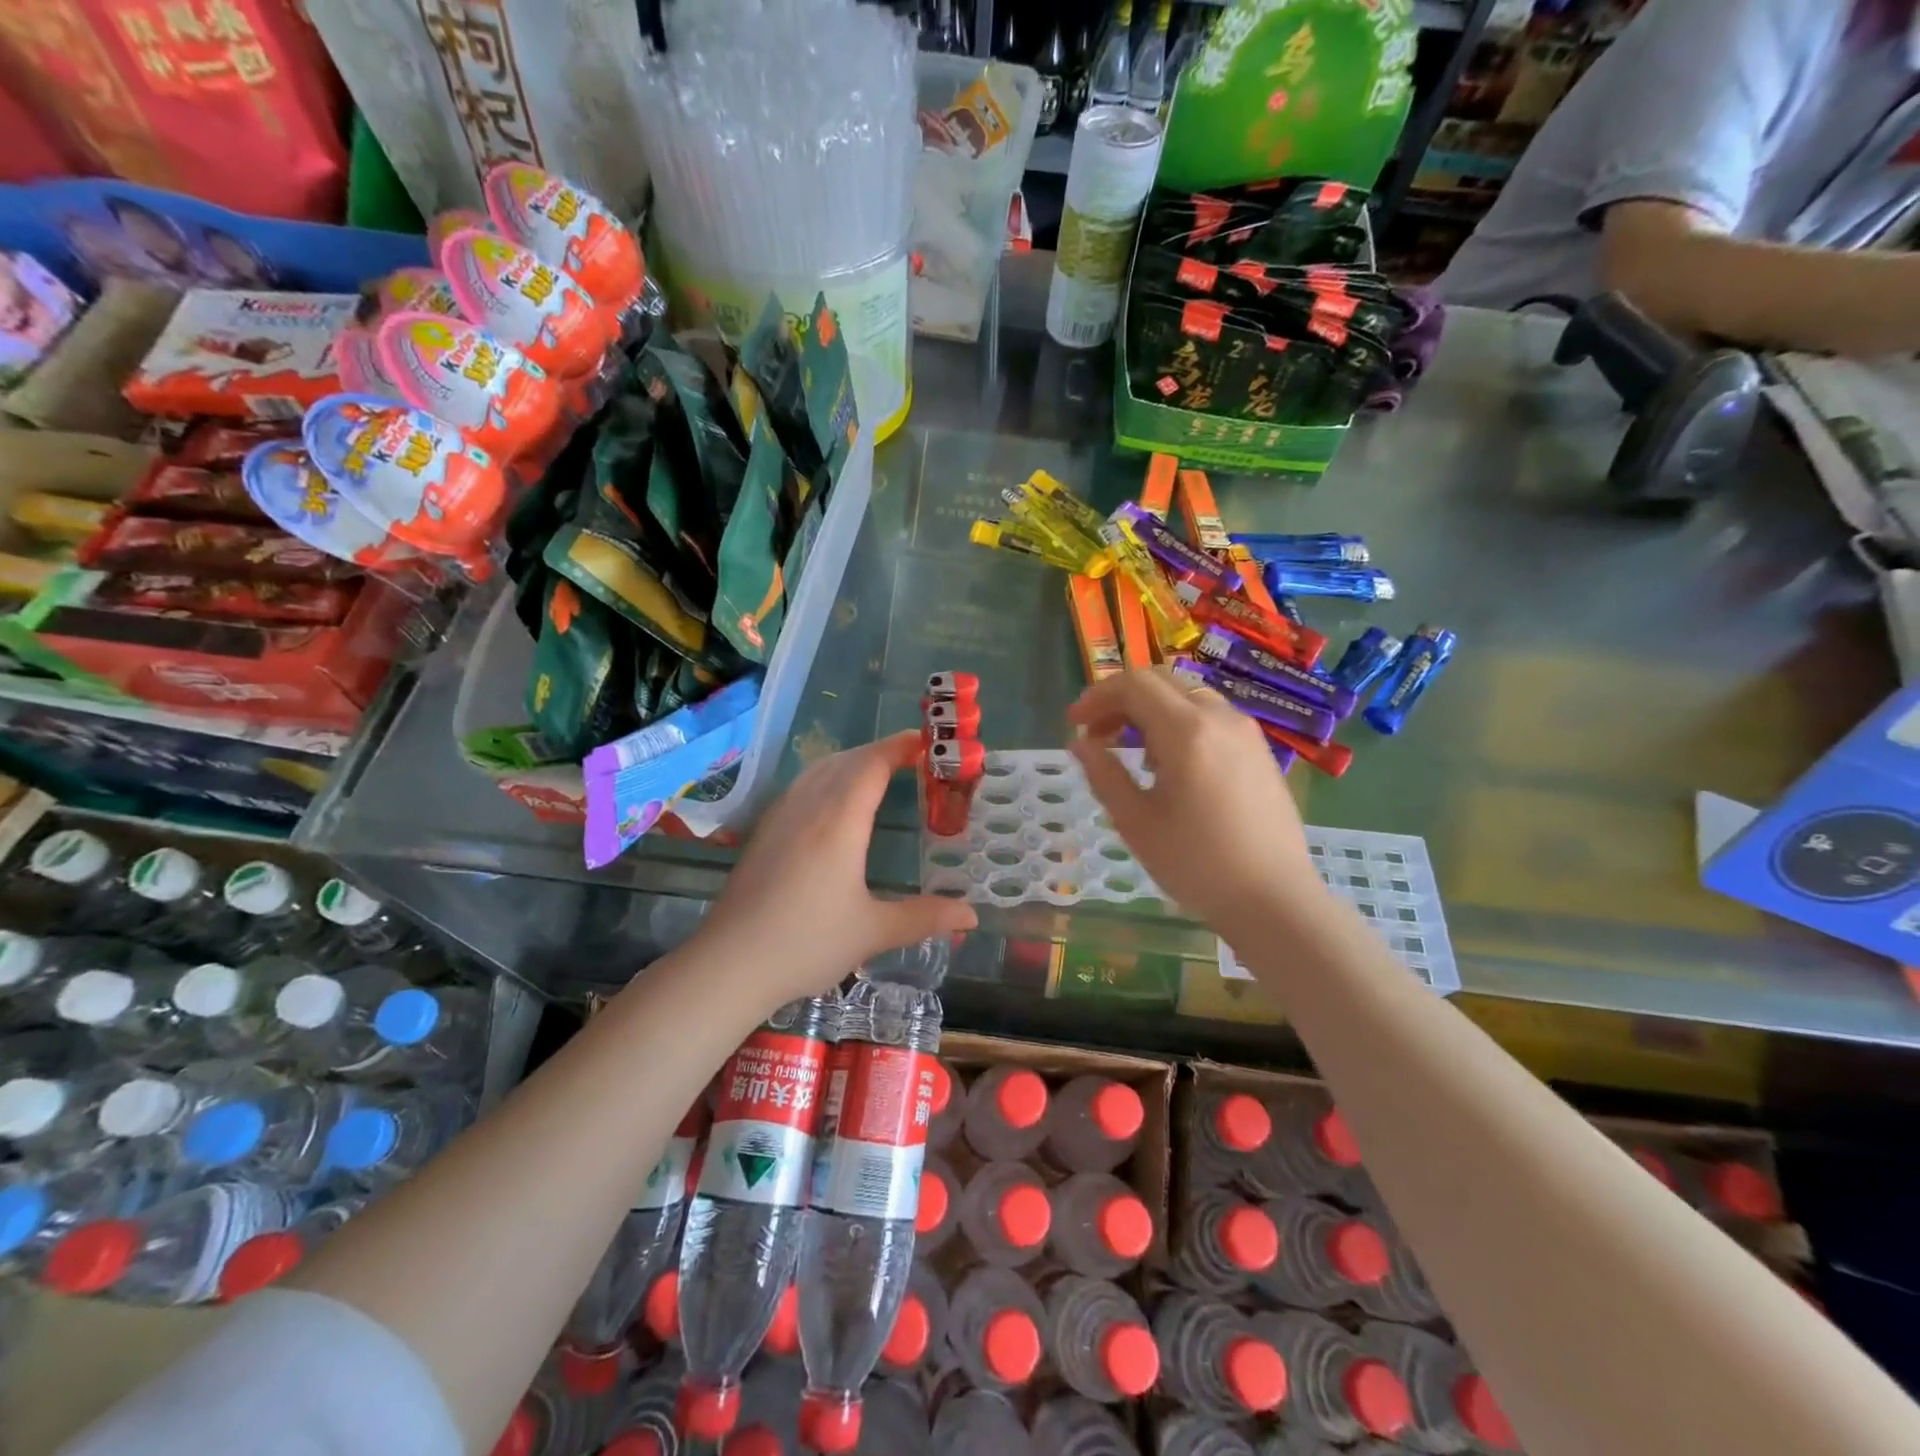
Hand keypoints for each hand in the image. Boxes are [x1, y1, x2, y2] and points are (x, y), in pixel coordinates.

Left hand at [695, 731, 977, 1010]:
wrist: (730, 964)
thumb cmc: (807, 944)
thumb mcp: (873, 932)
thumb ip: (925, 918)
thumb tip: (971, 916)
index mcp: (839, 821)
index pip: (872, 765)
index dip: (900, 748)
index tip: (926, 743)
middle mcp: (808, 807)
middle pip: (846, 760)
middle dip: (880, 752)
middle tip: (912, 758)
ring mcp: (780, 816)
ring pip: (819, 769)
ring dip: (851, 761)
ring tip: (877, 772)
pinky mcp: (763, 831)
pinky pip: (800, 786)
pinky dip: (827, 776)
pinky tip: (831, 801)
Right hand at [1068, 667, 1320, 936]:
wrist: (1275, 900)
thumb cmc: (1197, 864)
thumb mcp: (1136, 822)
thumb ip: (1103, 774)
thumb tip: (1080, 743)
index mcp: (1186, 730)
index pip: (1134, 684)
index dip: (1097, 696)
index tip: (1074, 723)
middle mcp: (1220, 717)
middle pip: (1162, 682)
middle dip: (1121, 699)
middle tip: (1096, 733)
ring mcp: (1245, 732)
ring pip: (1188, 696)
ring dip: (1151, 710)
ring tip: (1131, 751)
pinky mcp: (1259, 750)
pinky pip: (1211, 716)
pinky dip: (1179, 722)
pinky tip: (1170, 764)